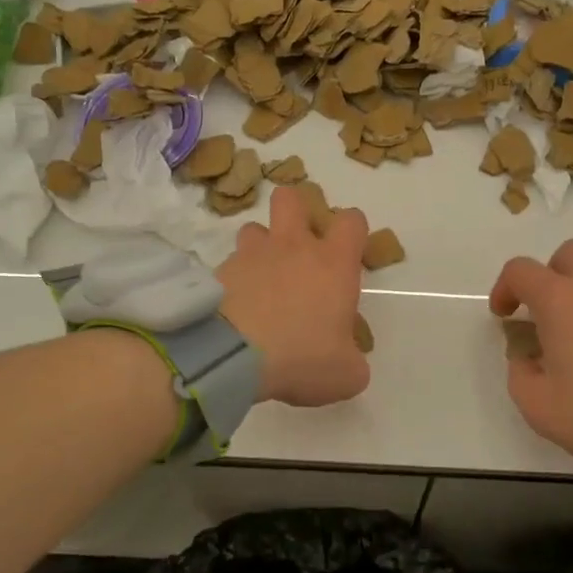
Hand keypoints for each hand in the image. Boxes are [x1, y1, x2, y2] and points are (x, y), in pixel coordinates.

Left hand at [218, 187, 370, 406]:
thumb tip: (349, 361)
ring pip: (254, 228)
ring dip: (260, 247)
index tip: (350, 252)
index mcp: (333, 263)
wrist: (231, 356)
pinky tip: (236, 306)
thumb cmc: (301, 357)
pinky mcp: (219, 271)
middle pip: (292, 198)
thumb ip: (352, 361)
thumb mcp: (345, 374)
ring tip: (262, 278)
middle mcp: (293, 247)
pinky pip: (229, 263)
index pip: (352, 221)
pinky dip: (235, 278)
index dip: (353, 230)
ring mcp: (252, 255)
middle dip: (296, 211)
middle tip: (299, 245)